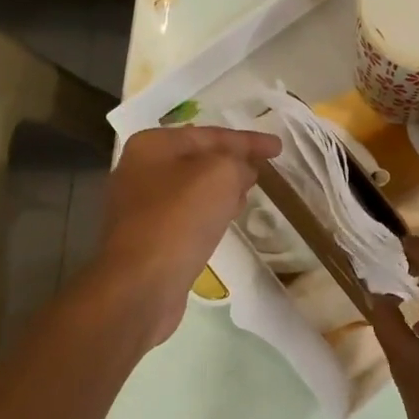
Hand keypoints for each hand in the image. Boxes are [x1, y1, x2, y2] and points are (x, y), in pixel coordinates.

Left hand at [93, 125, 280, 345]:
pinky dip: (208, 211)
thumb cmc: (180, 219)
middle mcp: (140, 170)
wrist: (142, 284)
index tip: (279, 148)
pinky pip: (186, 214)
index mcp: (152, 145)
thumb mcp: (221, 175)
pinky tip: (225, 220)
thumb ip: (238, 162)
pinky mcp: (146, 237)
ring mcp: (139, 206)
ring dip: (221, 187)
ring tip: (249, 192)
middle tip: (262, 168)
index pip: (210, 135)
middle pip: (198, 158)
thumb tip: (242, 171)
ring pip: (192, 187)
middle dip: (232, 161)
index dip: (248, 140)